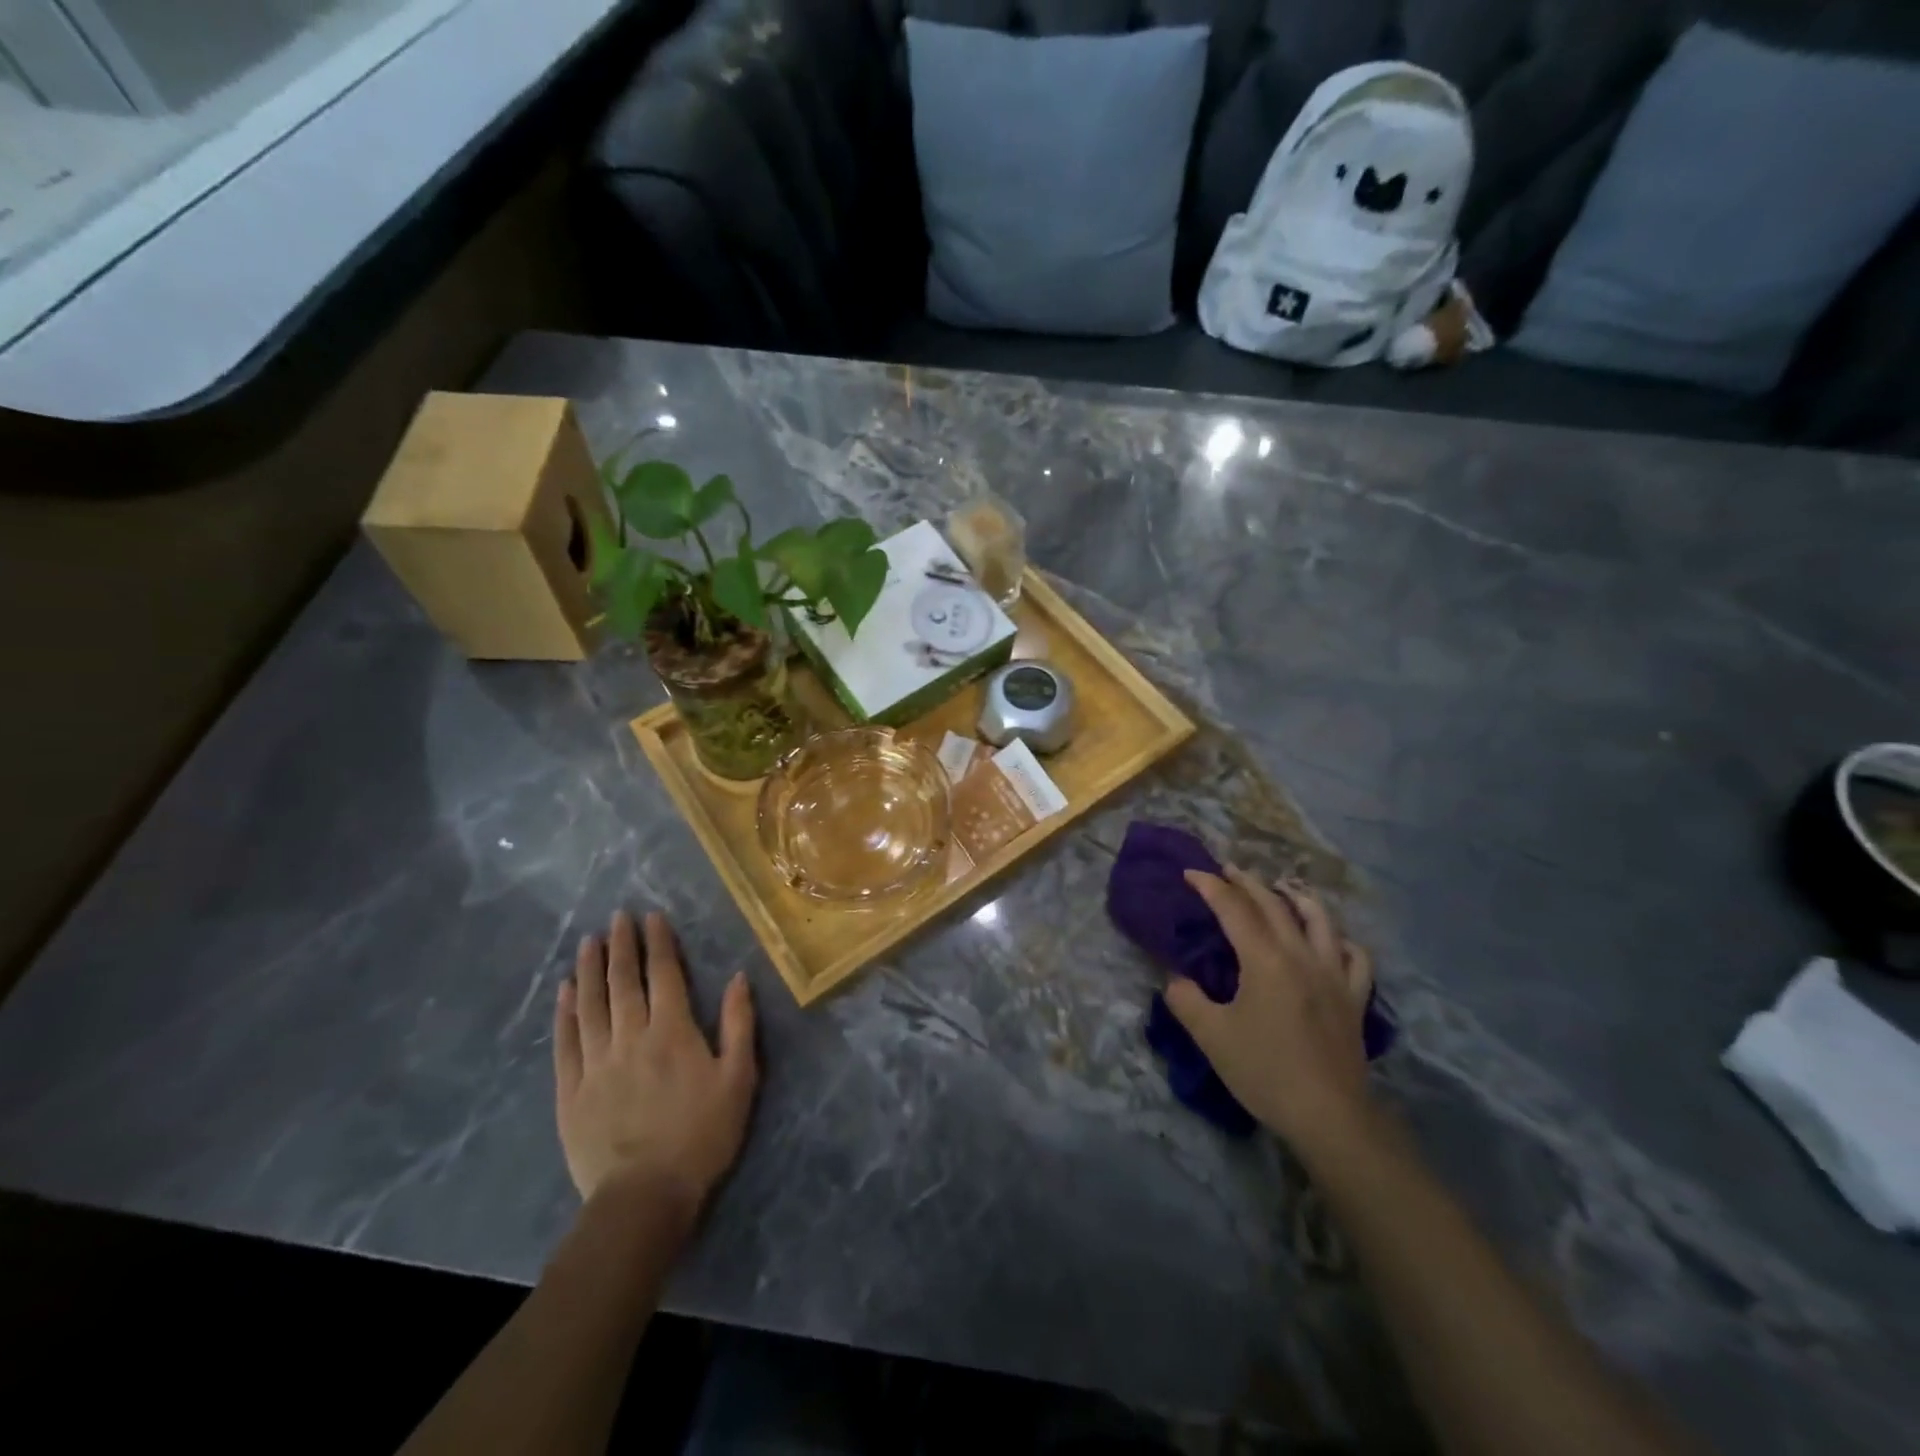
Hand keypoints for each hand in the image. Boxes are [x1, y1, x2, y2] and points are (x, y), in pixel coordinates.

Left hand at [554, 911, 756, 1217]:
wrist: (645, 1196)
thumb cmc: (702, 1135)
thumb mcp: (739, 1078)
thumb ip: (739, 1024)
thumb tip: (738, 977)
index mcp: (673, 1031)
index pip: (663, 974)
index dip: (658, 943)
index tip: (651, 917)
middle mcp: (631, 1036)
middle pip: (623, 982)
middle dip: (621, 946)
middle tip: (617, 917)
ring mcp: (596, 1063)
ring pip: (590, 1004)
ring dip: (589, 969)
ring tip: (588, 941)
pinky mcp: (571, 1091)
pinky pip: (565, 1042)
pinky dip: (564, 1013)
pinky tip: (563, 992)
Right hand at [1166, 867, 1375, 1158]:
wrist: (1329, 1117)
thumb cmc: (1265, 1072)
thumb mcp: (1211, 1036)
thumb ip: (1186, 1000)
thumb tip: (1176, 979)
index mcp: (1265, 960)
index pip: (1234, 908)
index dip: (1210, 886)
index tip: (1191, 873)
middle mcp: (1301, 956)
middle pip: (1274, 905)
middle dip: (1248, 882)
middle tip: (1228, 871)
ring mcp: (1334, 975)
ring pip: (1320, 920)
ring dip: (1298, 897)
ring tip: (1283, 888)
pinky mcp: (1353, 999)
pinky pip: (1354, 957)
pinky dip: (1340, 940)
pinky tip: (1331, 941)